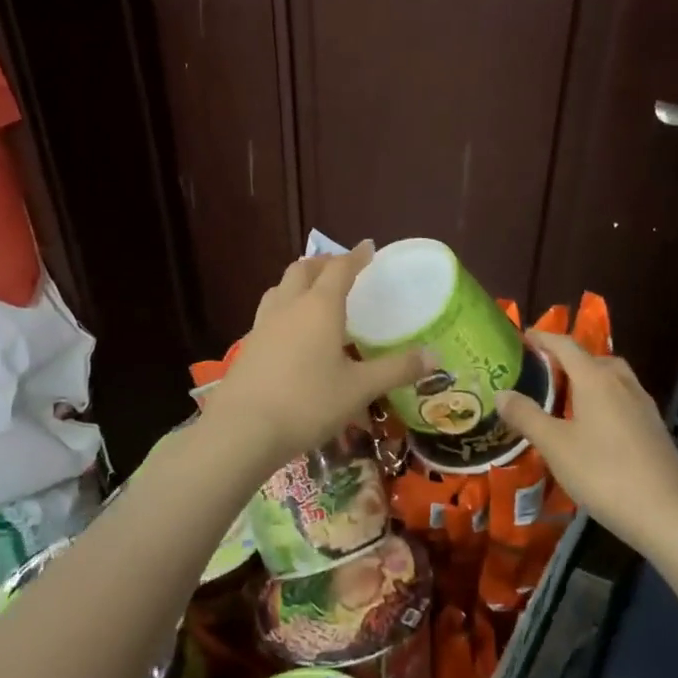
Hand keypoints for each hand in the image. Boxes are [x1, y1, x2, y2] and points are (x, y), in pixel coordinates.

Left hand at [207, 244, 430, 470]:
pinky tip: (290, 330)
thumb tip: (434, 356)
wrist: (243, 430)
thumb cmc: (308, 402)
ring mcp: (263, 325)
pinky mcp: (248, 346)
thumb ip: (396, 370)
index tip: (368, 247)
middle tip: (340, 268)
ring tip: (312, 291)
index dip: (356, 256)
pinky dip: (284, 307)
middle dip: (323, 263)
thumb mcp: (359, 388)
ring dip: (298, 281)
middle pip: (303, 270)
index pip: (339, 269)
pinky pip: (268, 312)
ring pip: (279, 288)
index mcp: (319, 307)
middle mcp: (289, 307)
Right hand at [496, 330, 677, 554]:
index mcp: (596, 379)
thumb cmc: (604, 474)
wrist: (667, 514)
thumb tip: (501, 393)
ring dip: (588, 380)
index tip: (523, 338)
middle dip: (567, 360)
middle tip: (542, 375)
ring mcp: (643, 405)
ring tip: (565, 400)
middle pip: (592, 359)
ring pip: (611, 379)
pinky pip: (623, 399)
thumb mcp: (555, 446)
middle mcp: (622, 383)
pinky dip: (604, 400)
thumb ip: (526, 416)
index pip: (566, 346)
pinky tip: (593, 428)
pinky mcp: (654, 428)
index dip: (543, 338)